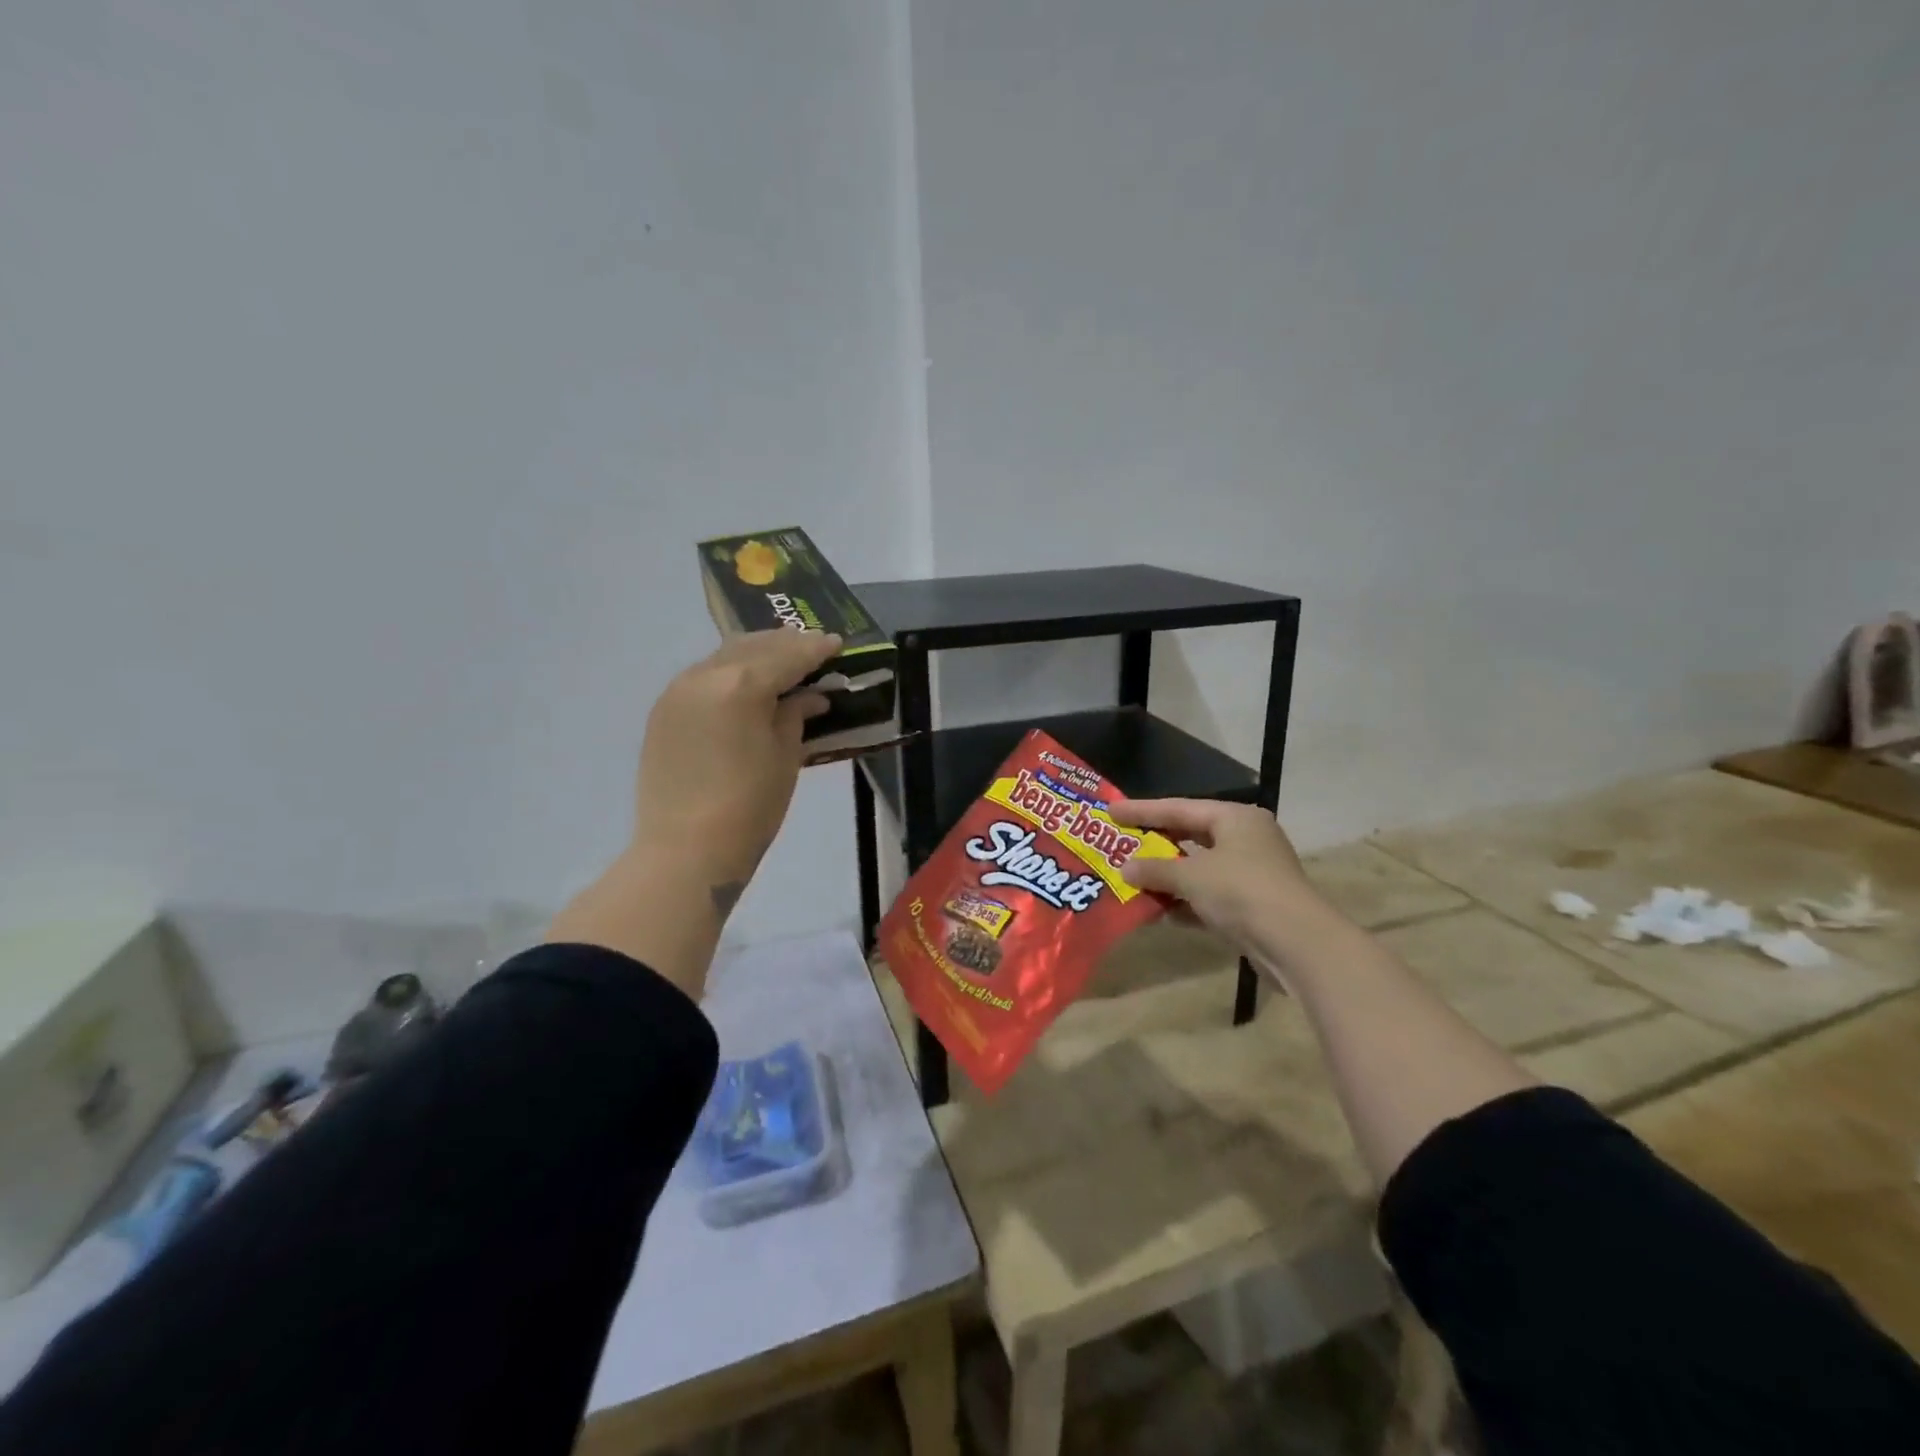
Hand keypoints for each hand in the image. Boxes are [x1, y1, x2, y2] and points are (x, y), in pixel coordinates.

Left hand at [633, 629, 841, 907]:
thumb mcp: (785, 757)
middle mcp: (704, 676)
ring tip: (781, 661)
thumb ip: (795, 715)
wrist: (685, 850)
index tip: (836, 644)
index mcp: (741, 685)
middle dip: (785, 644)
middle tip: (812, 648)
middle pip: (752, 647)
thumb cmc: (749, 807)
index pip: (787, 656)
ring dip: (755, 654)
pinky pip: (703, 676)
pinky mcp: (662, 711)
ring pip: (724, 657)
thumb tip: (809, 696)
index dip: (815, 649)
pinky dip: (730, 672)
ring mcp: (677, 691)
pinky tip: (745, 684)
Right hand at [1109, 798, 1345, 971]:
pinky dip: (1185, 902)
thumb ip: (1155, 870)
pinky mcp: (1252, 906)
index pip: (1179, 807)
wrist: (1297, 944)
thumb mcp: (1191, 876)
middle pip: (1190, 836)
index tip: (1110, 811)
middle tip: (1119, 842)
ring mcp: (1251, 874)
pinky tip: (1159, 912)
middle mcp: (1246, 840)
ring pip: (1199, 869)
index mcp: (1235, 819)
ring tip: (1131, 879)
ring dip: (1167, 878)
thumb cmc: (1241, 891)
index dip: (1142, 810)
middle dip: (1155, 844)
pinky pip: (1208, 897)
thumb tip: (1125, 869)